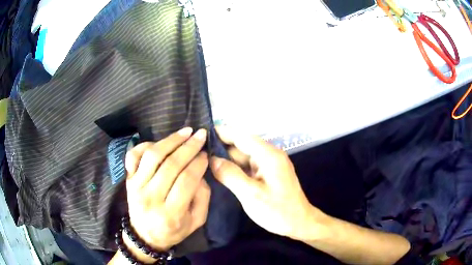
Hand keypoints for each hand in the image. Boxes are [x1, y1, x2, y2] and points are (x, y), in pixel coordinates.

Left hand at [124, 128, 210, 260]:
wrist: (144, 236)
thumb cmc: (173, 230)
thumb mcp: (196, 221)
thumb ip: (203, 197)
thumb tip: (200, 171)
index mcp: (171, 213)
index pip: (186, 181)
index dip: (198, 163)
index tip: (206, 154)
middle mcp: (150, 198)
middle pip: (171, 165)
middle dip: (189, 147)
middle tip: (200, 135)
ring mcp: (136, 187)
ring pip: (152, 156)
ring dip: (170, 140)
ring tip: (185, 131)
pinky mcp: (128, 180)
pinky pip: (133, 156)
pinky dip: (145, 145)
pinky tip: (160, 142)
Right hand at [210, 126, 324, 239]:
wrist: (299, 223)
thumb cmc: (278, 211)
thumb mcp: (251, 195)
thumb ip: (230, 175)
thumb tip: (212, 159)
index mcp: (268, 155)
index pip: (241, 136)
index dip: (222, 132)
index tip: (202, 131)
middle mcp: (269, 155)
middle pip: (241, 145)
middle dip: (221, 146)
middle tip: (198, 150)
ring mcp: (269, 164)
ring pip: (243, 156)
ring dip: (226, 157)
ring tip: (203, 158)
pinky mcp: (267, 173)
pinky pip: (248, 165)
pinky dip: (235, 167)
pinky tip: (220, 170)